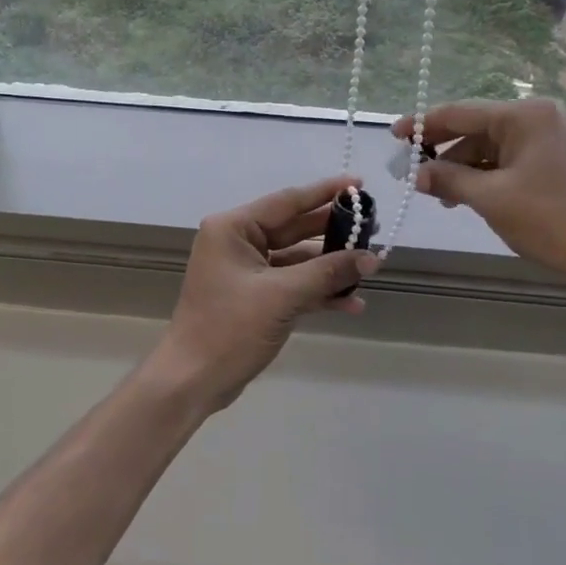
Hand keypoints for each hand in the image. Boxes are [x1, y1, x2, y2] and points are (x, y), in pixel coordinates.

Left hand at [151, 176, 378, 412]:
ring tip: (371, 268)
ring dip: (330, 267)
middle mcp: (237, 242)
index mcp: (233, 228)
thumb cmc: (229, 328)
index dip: (325, 192)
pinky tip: (351, 303)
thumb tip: (372, 257)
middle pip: (294, 228)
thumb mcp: (282, 296)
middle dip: (333, 232)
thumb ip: (327, 272)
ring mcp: (245, 271)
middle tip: (372, 226)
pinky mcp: (254, 297)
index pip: (287, 201)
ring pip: (297, 260)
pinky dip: (318, 292)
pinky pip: (292, 285)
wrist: (193, 380)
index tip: (359, 184)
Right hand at [393, 99, 565, 284]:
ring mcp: (552, 139)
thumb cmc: (553, 220)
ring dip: (464, 169)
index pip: (460, 113)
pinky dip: (487, 177)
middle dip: (444, 153)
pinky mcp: (558, 161)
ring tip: (441, 197)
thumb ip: (449, 180)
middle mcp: (539, 118)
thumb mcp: (491, 200)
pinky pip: (510, 161)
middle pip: (476, 129)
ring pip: (492, 148)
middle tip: (413, 174)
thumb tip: (417, 174)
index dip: (423, 125)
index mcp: (524, 116)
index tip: (394, 136)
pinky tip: (470, 198)